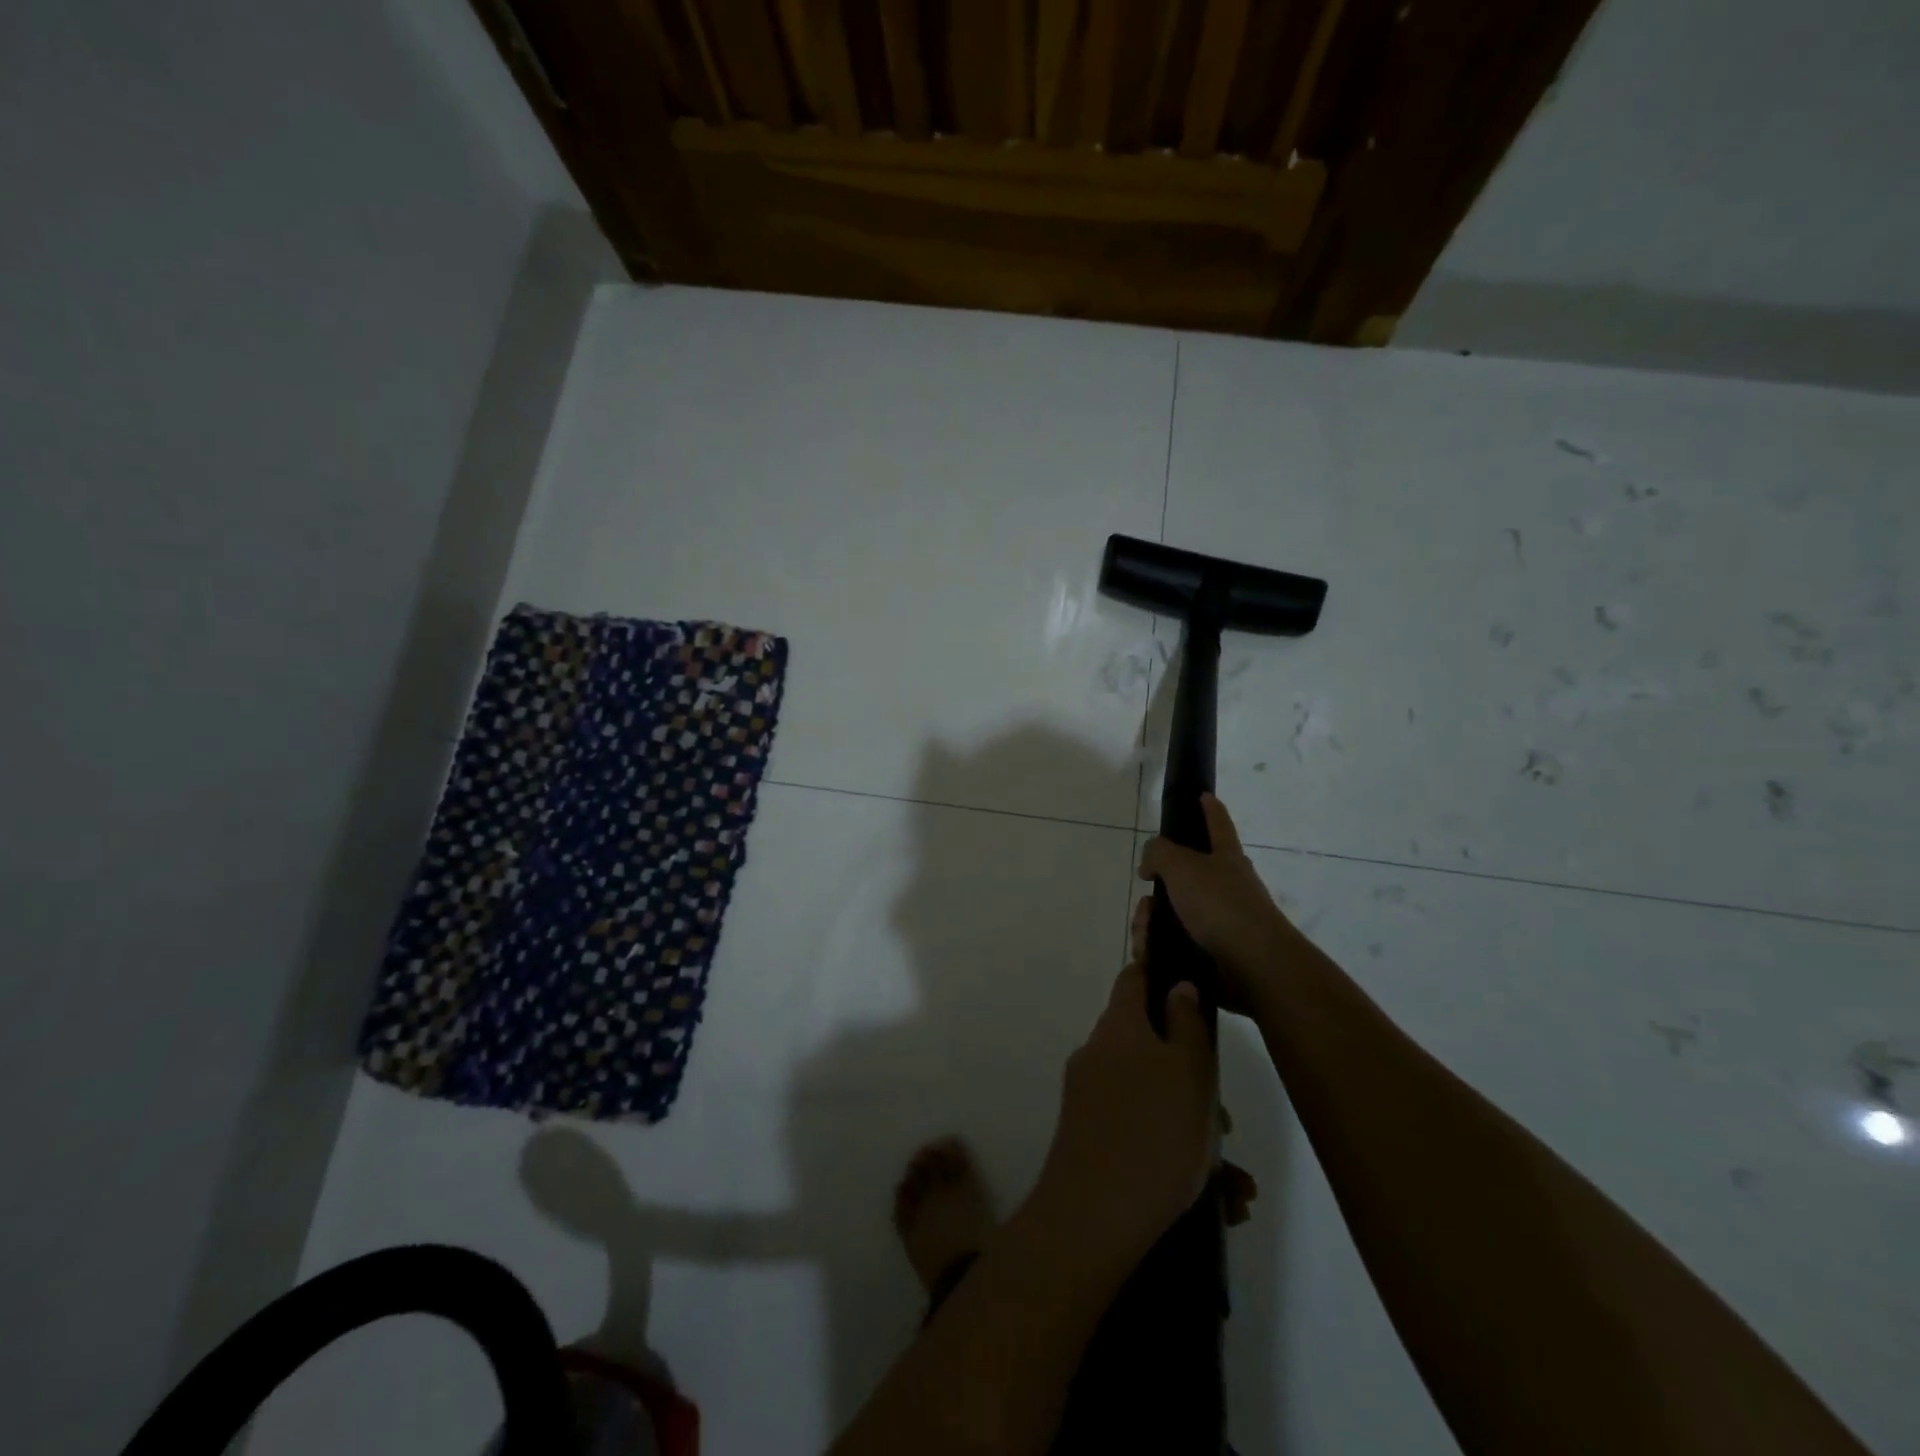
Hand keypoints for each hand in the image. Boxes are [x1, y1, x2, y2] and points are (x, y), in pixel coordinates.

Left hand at [1034, 962, 1217, 1265]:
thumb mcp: (1188, 1072)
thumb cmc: (1153, 1134)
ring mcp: (1088, 1098)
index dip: (1161, 975)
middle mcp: (1097, 1055)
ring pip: (1151, 1097)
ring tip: (1235, 1182)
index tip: (1192, 989)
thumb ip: (1188, 1025)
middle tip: (1225, 1120)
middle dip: (1191, 1076)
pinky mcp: (1088, 1138)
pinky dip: (1174, 1154)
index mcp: (1118, 1028)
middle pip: (1148, 1045)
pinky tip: (1218, 1200)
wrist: (1092, 1219)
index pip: (1134, 979)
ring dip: (1192, 1126)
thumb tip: (1179, 986)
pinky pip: (1139, 1131)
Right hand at [1136, 793, 1297, 1014]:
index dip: (1210, 808)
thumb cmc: (1221, 906)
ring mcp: (1221, 922)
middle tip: (1146, 903)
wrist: (1254, 967)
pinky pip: (1174, 945)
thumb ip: (1159, 852)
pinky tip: (1151, 956)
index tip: (1204, 795)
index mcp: (1226, 858)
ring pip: (1171, 915)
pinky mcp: (1213, 954)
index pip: (1218, 824)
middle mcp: (1226, 887)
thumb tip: (1150, 862)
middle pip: (1181, 878)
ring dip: (1150, 925)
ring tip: (1146, 939)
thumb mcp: (1182, 866)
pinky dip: (1158, 950)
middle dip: (1156, 890)